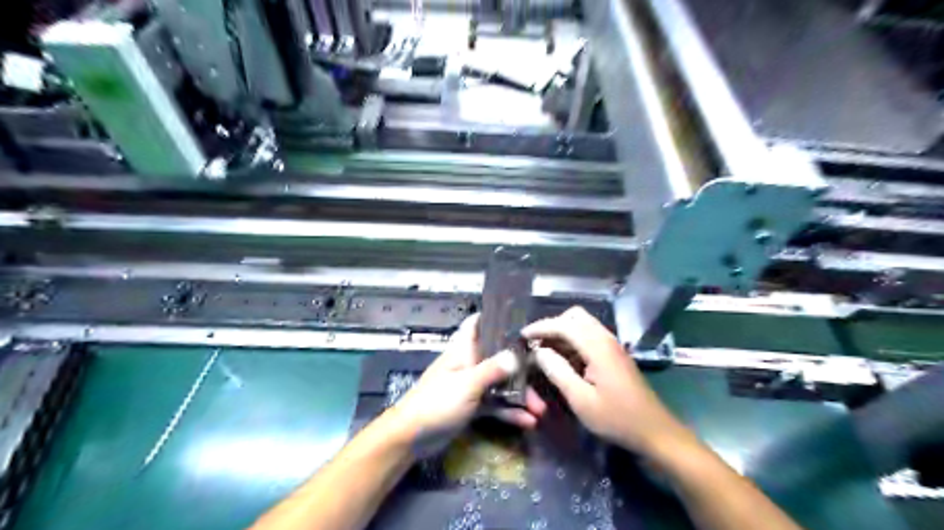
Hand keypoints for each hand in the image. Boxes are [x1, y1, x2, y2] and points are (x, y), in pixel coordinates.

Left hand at [394, 318, 545, 449]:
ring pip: (499, 384)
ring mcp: (470, 386)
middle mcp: (469, 364)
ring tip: (540, 408)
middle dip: (519, 366)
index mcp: (463, 351)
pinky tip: (527, 421)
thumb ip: (492, 370)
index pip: (476, 324)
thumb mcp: (466, 384)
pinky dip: (509, 411)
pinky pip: (495, 404)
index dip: (494, 318)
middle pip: (497, 357)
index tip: (519, 320)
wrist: (412, 437)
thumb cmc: (437, 402)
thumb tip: (515, 356)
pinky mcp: (472, 406)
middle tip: (543, 374)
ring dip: (518, 394)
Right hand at [523, 307, 686, 455]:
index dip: (541, 327)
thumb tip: (539, 352)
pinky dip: (573, 340)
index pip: (564, 324)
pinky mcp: (615, 354)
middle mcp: (606, 339)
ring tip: (545, 351)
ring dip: (563, 332)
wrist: (654, 431)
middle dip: (553, 325)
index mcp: (598, 347)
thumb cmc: (616, 418)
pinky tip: (565, 359)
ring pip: (583, 324)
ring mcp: (613, 345)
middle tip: (536, 343)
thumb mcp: (581, 400)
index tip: (522, 336)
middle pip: (575, 316)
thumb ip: (558, 372)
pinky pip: (590, 336)